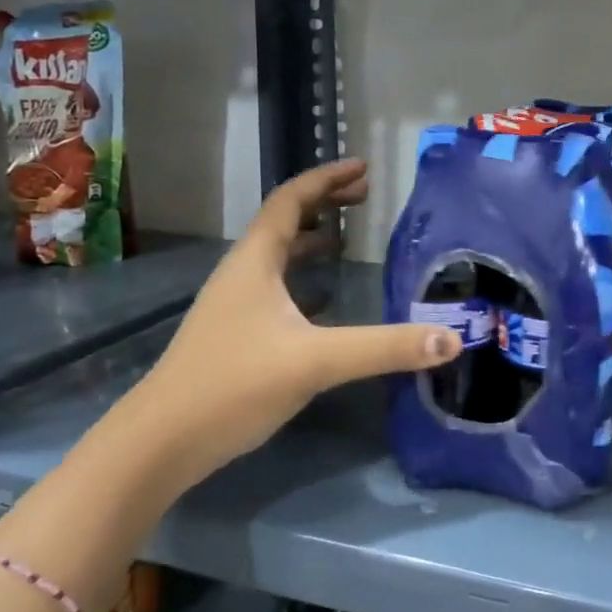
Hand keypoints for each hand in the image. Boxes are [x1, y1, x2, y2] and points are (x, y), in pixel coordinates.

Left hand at [115, 159, 458, 484]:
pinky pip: (276, 289)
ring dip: (313, 241)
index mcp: (255, 261)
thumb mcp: (317, 361)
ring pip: (278, 256)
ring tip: (349, 240)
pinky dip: (305, 280)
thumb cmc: (234, 385)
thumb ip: (384, 348)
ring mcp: (235, 304)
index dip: (327, 179)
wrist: (161, 443)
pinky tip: (327, 301)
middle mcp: (242, 273)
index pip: (291, 200)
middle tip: (366, 199)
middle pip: (285, 221)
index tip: (364, 168)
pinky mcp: (235, 334)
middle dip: (325, 203)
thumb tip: (451, 339)